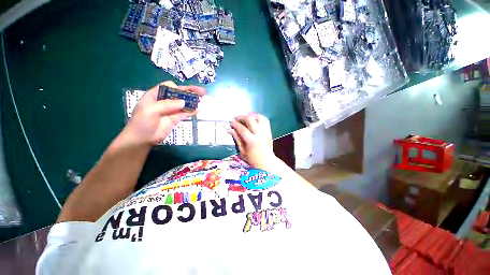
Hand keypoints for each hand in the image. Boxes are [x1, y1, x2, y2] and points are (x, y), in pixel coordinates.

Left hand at [122, 81, 204, 146]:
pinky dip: (192, 111)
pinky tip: (198, 109)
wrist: (142, 139)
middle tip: (201, 91)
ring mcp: (171, 110)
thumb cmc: (142, 122)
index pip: (168, 87)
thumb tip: (183, 102)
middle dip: (189, 92)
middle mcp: (164, 101)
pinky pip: (185, 113)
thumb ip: (167, 105)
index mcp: (155, 95)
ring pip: (184, 103)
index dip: (177, 87)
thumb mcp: (151, 110)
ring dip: (193, 101)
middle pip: (179, 94)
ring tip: (203, 99)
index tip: (183, 92)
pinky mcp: (176, 118)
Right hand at [229, 113, 276, 168]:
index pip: (242, 129)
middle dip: (242, 117)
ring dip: (250, 115)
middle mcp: (260, 134)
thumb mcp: (242, 151)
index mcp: (252, 141)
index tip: (231, 121)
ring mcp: (266, 131)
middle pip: (250, 120)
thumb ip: (237, 138)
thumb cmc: (253, 159)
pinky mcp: (269, 130)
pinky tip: (253, 119)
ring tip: (244, 117)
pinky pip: (264, 119)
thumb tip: (230, 129)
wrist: (267, 161)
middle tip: (236, 118)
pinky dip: (257, 117)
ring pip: (258, 117)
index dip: (236, 124)